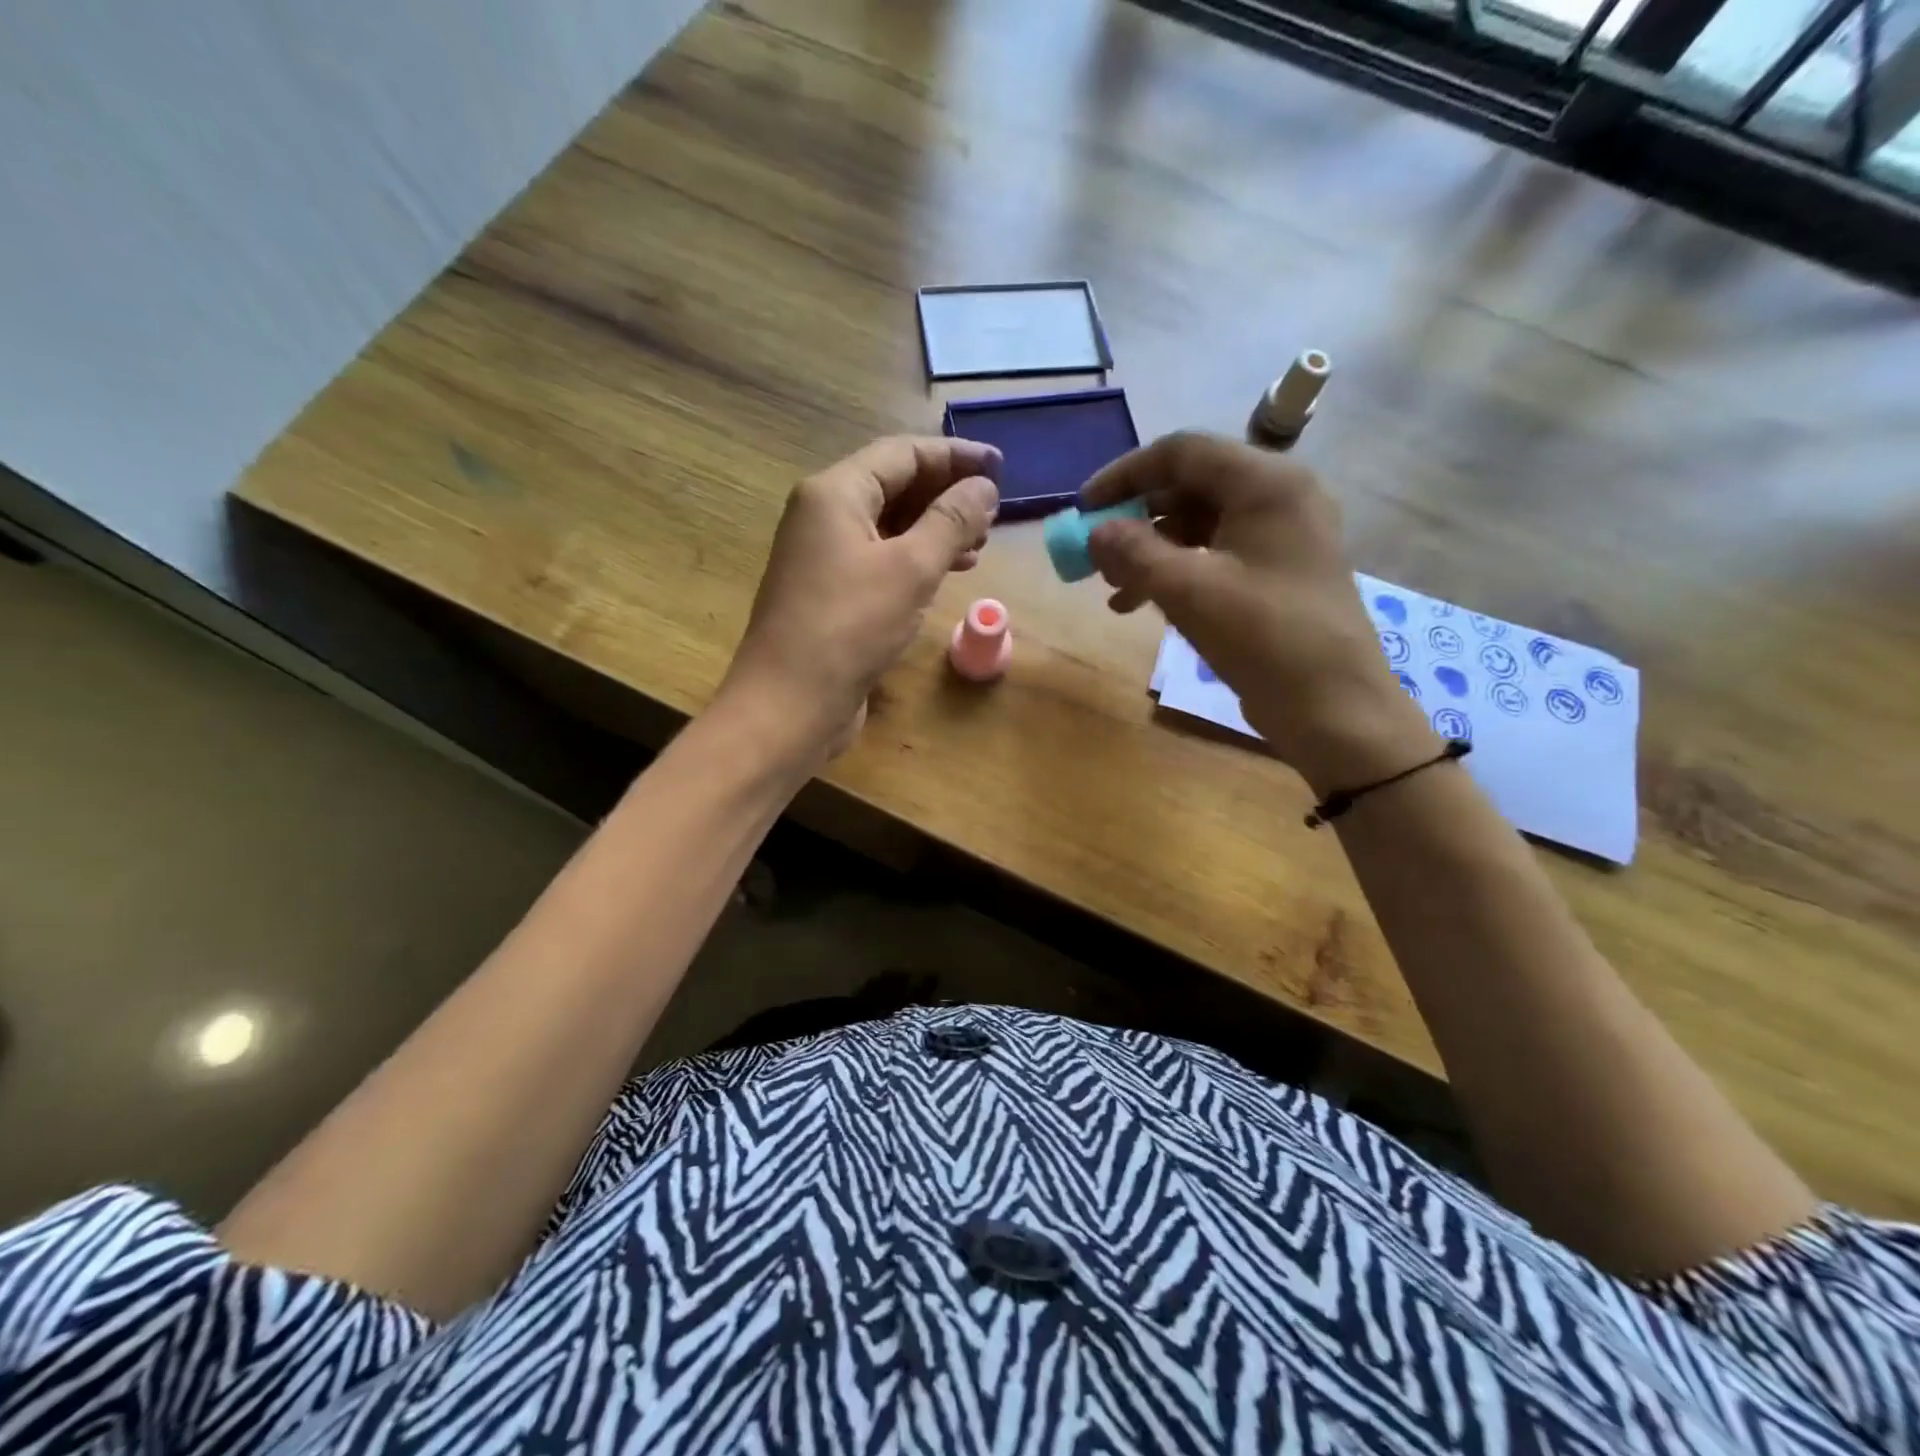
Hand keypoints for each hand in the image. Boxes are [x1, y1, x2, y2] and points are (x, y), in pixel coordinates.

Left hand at [718, 435, 1000, 762]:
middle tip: (993, 512)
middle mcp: (824, 516)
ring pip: (889, 527)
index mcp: (835, 493)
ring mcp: (824, 557)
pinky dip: (916, 561)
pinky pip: (880, 561)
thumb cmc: (850, 628)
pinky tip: (947, 575)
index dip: (954, 456)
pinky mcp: (831, 594)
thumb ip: (951, 521)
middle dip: (946, 495)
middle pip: (894, 486)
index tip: (1000, 467)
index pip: (902, 454)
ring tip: (980, 544)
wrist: (789, 705)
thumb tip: (984, 487)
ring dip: (935, 530)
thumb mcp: (911, 568)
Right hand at [1083, 432, 1433, 791]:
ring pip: (1198, 524)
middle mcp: (1278, 497)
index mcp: (1266, 483)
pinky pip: (1214, 555)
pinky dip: (1175, 572)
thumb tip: (1095, 531)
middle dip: (1135, 518)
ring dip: (1150, 550)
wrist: (1334, 707)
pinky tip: (1140, 604)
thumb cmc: (1264, 638)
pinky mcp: (1275, 573)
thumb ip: (1133, 552)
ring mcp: (1280, 537)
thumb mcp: (1188, 590)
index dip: (1125, 474)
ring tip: (1113, 587)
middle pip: (1190, 486)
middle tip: (1097, 552)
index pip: (1182, 452)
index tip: (1084, 508)